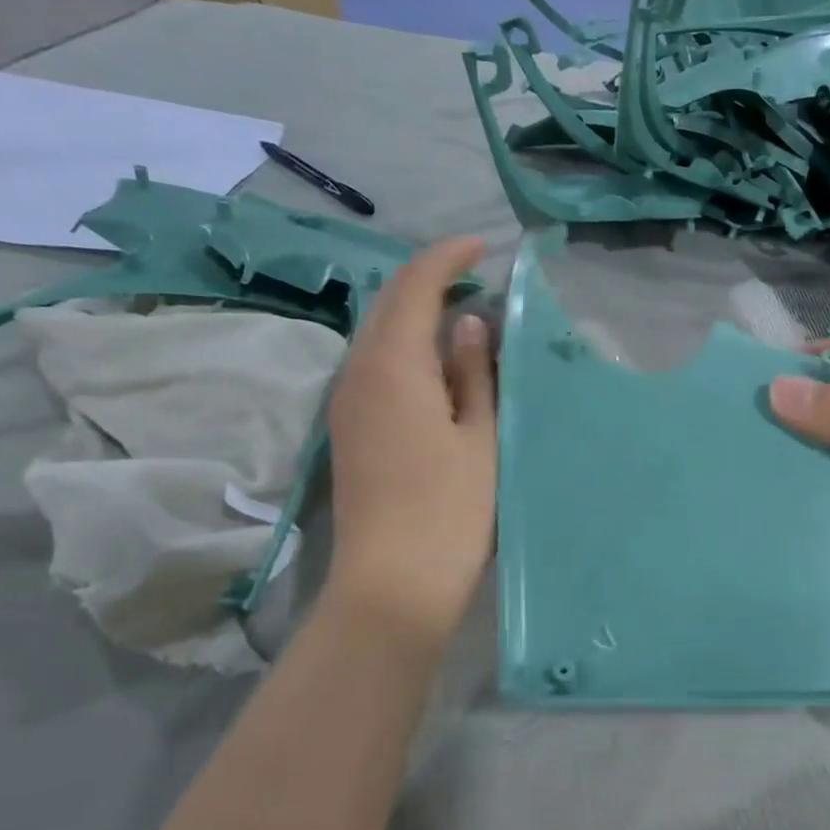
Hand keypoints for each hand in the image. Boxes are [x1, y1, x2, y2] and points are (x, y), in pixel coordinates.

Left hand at [325, 238, 494, 648]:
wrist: (392, 583)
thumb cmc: (450, 510)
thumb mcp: (480, 437)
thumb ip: (474, 373)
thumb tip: (468, 323)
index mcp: (394, 366)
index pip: (414, 287)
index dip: (447, 257)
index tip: (482, 246)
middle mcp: (358, 374)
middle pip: (388, 305)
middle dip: (429, 281)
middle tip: (478, 280)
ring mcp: (347, 403)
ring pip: (379, 336)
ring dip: (417, 316)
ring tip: (465, 317)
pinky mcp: (350, 430)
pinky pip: (375, 366)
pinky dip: (407, 348)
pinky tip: (439, 365)